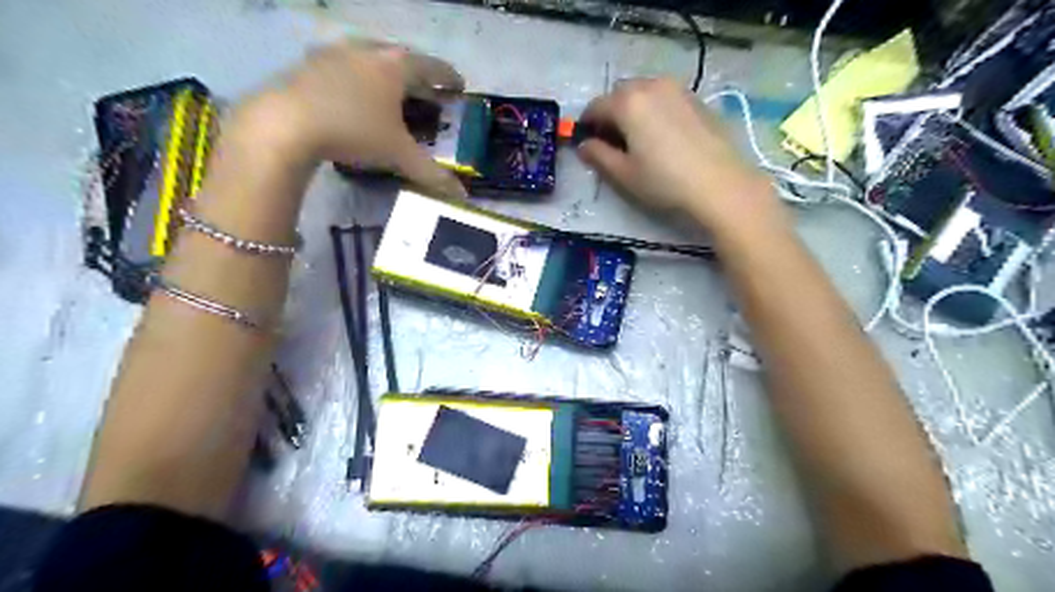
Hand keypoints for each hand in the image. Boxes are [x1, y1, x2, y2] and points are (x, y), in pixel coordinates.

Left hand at [232, 39, 467, 200]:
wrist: (284, 124)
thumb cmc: (354, 131)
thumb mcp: (398, 155)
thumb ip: (432, 175)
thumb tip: (461, 196)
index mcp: (395, 66)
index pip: (432, 67)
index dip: (449, 78)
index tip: (459, 86)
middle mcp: (367, 51)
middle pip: (401, 58)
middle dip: (418, 76)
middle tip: (427, 94)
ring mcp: (335, 53)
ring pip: (370, 59)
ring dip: (386, 74)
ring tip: (391, 95)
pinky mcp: (308, 64)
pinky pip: (345, 67)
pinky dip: (359, 79)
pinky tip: (354, 98)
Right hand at [576, 78, 782, 235]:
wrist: (720, 184)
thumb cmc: (664, 181)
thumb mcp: (623, 174)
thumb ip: (598, 156)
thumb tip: (583, 145)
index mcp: (628, 102)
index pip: (595, 106)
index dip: (586, 125)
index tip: (586, 143)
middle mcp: (651, 85)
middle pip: (620, 94)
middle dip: (610, 114)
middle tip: (612, 142)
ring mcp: (677, 89)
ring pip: (644, 92)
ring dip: (633, 110)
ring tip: (638, 139)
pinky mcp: (697, 99)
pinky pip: (665, 98)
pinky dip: (655, 110)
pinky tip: (663, 136)